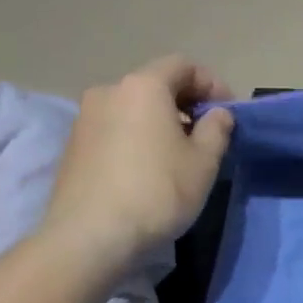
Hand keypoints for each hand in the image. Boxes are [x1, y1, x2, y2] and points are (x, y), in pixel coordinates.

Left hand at [45, 56, 234, 265]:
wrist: (89, 237)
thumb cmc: (157, 192)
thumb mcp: (203, 162)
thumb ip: (217, 129)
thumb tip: (217, 114)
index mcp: (144, 86)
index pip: (183, 65)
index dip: (212, 83)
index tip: (228, 112)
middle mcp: (109, 91)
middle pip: (155, 84)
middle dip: (185, 103)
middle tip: (207, 134)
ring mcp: (85, 119)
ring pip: (133, 108)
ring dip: (159, 122)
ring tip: (178, 154)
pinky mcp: (73, 147)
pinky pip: (115, 129)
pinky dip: (136, 138)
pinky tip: (148, 170)